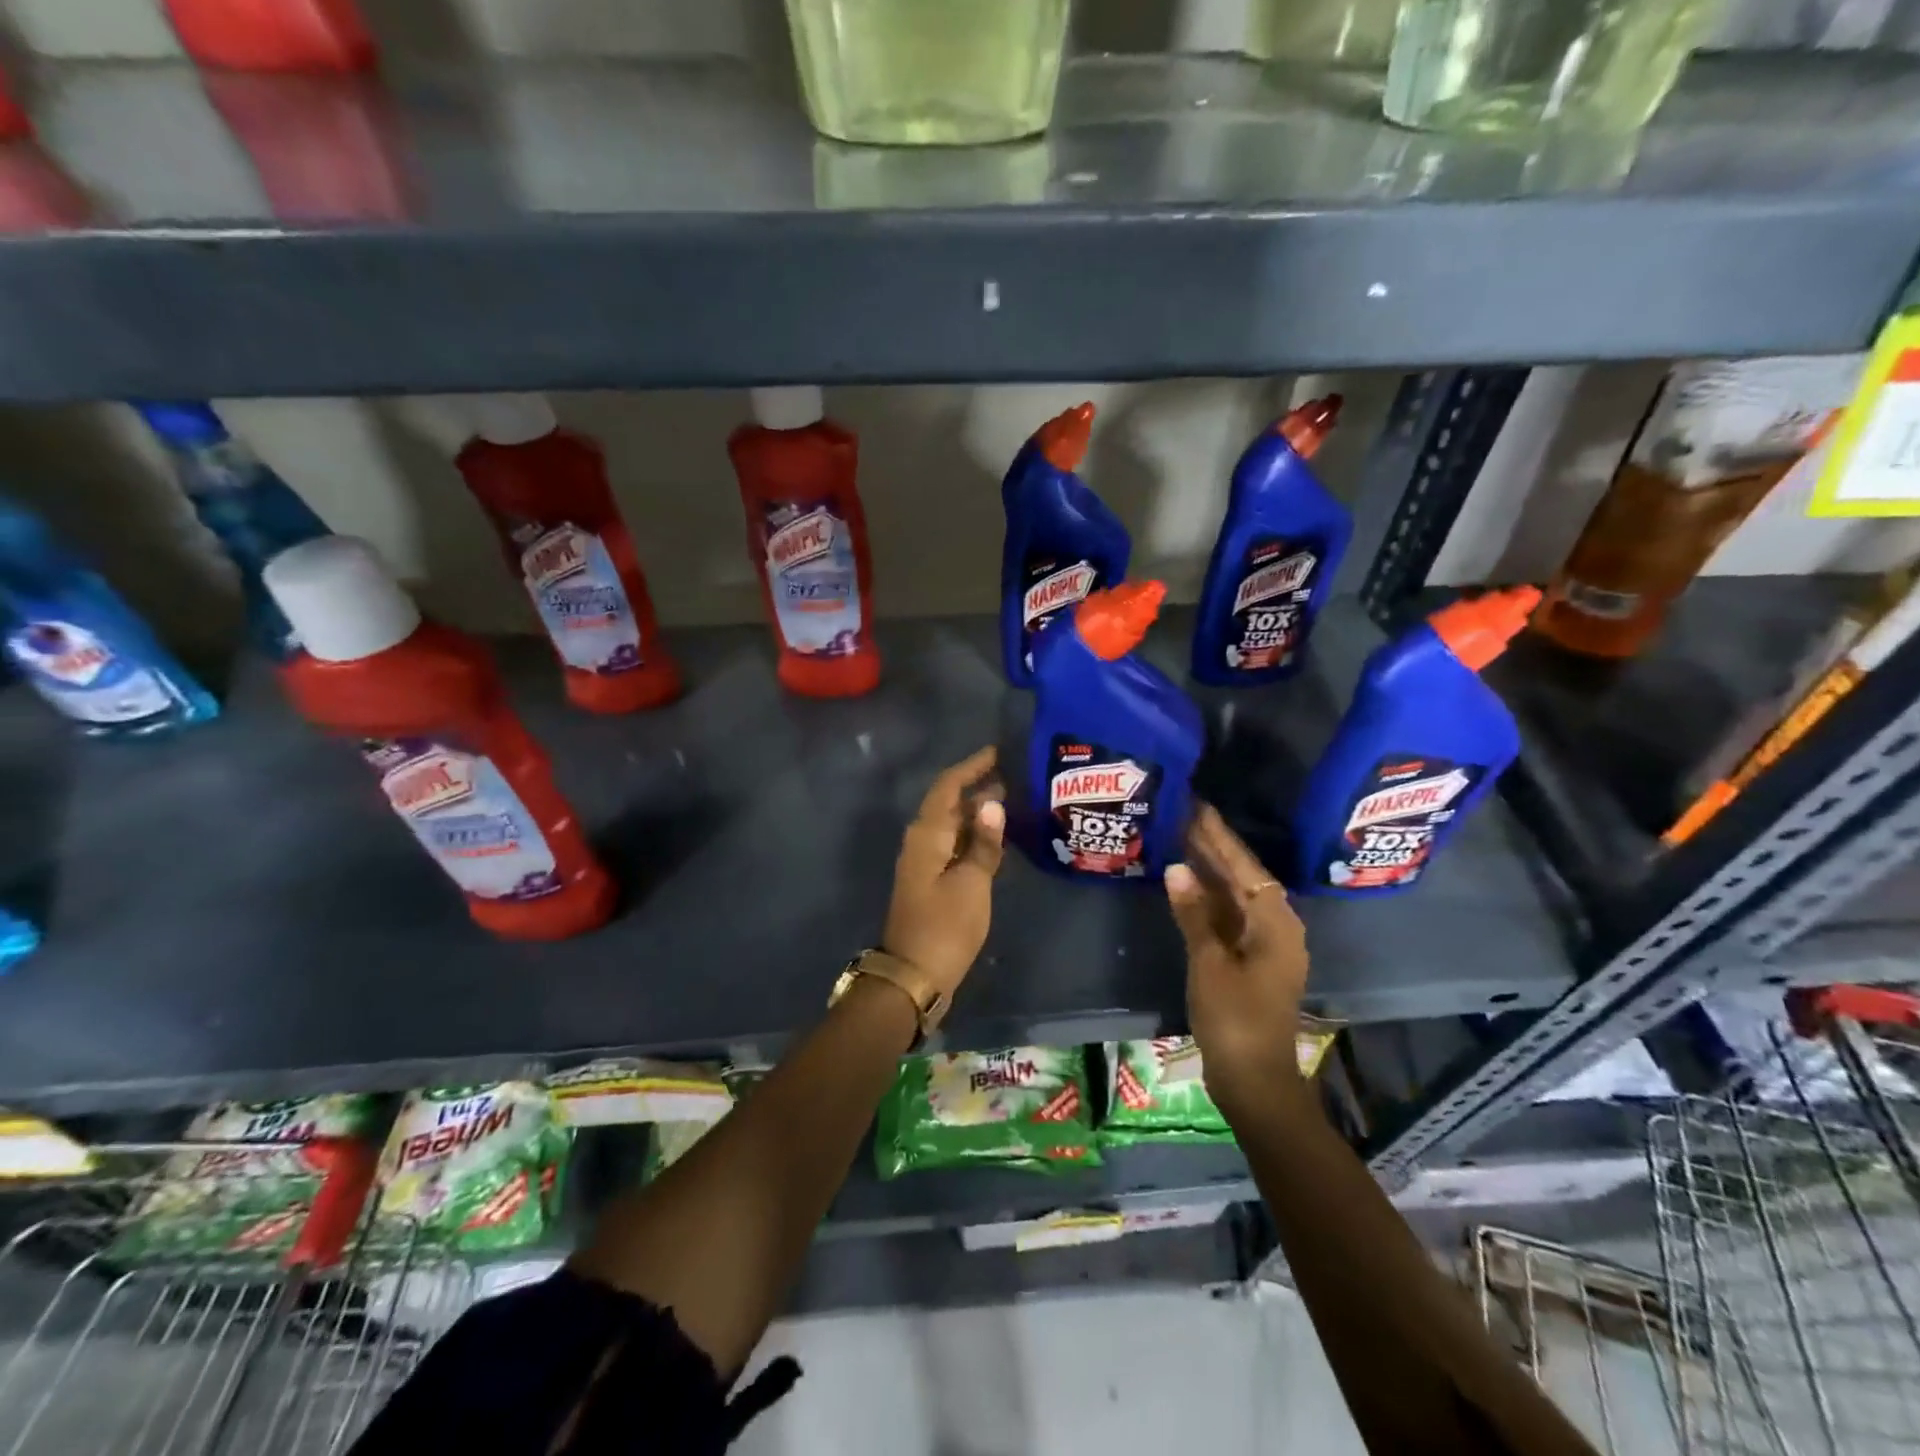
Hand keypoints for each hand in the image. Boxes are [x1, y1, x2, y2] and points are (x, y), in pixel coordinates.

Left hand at [883, 747, 1005, 998]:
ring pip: (952, 825)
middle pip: (949, 803)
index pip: (948, 786)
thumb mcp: (972, 883)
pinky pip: (954, 846)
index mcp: (927, 834)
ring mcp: (925, 862)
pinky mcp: (932, 881)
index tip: (999, 752)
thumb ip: (983, 843)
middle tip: (1016, 776)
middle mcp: (922, 841)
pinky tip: (998, 838)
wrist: (914, 976)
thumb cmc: (945, 926)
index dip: (972, 766)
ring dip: (978, 812)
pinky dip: (975, 837)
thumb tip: (992, 803)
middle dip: (979, 787)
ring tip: (1014, 800)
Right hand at [1165, 805, 1310, 1116]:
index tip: (1198, 807)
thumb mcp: (1209, 962)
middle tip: (1183, 815)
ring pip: (1235, 897)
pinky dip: (1209, 899)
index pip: (1245, 867)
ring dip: (1210, 871)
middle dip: (1214, 848)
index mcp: (1276, 924)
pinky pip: (1229, 917)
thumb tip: (1177, 868)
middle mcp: (1277, 928)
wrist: (1253, 1079)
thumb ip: (1194, 914)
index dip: (1219, 837)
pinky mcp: (1250, 961)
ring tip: (1180, 838)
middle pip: (1242, 878)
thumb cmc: (1234, 1019)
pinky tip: (1186, 884)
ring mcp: (1264, 945)